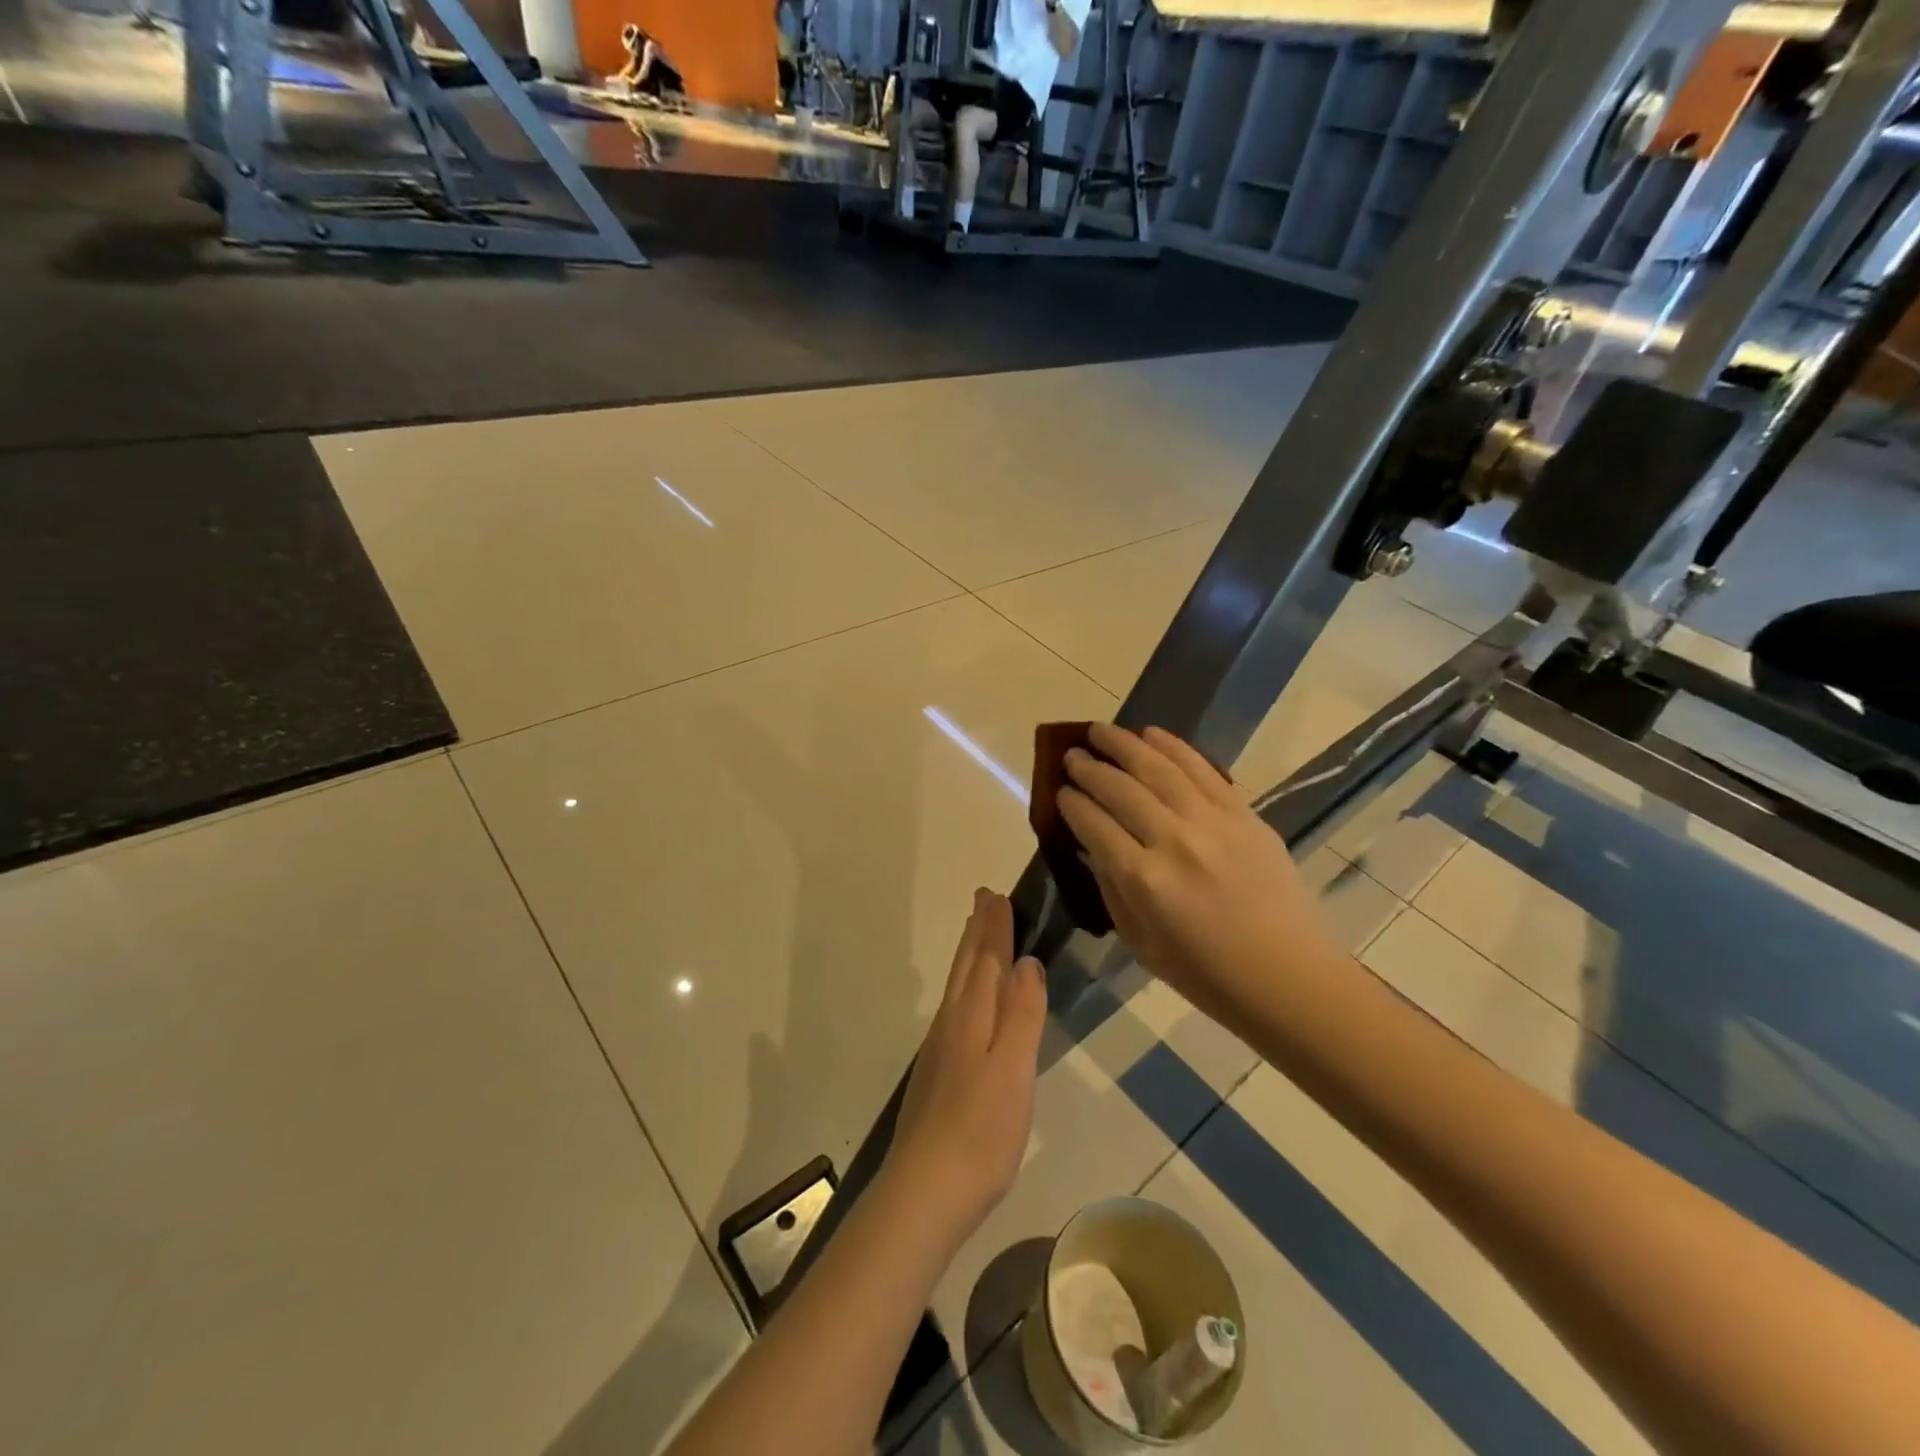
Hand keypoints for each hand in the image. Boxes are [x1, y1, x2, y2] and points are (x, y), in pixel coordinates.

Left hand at [885, 890, 1046, 1246]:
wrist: (925, 1191)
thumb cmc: (980, 1130)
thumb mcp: (1013, 1069)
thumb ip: (1021, 1014)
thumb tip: (1026, 961)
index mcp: (971, 1017)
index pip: (987, 959)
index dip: (996, 927)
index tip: (998, 894)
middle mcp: (951, 1024)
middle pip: (967, 967)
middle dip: (977, 932)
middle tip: (983, 899)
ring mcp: (940, 1050)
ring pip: (958, 987)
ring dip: (969, 956)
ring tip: (976, 936)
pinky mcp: (938, 1075)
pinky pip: (955, 1010)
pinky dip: (965, 988)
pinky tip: (968, 1004)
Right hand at [1057, 724, 1341, 1018]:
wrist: (1287, 976)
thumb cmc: (1205, 974)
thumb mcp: (1139, 940)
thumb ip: (1110, 886)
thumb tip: (1090, 844)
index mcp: (1143, 880)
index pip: (1093, 824)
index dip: (1071, 803)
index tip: (1059, 791)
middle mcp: (1174, 840)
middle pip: (1120, 789)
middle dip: (1088, 768)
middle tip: (1071, 755)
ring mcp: (1213, 822)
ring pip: (1158, 768)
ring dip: (1123, 744)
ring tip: (1100, 731)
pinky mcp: (1243, 814)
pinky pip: (1202, 769)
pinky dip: (1173, 746)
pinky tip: (1150, 734)